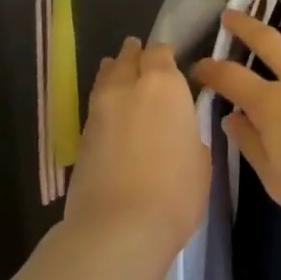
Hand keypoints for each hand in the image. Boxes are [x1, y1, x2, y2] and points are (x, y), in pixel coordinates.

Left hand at [63, 38, 209, 267]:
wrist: (119, 226)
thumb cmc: (175, 192)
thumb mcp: (199, 160)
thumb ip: (188, 133)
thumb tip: (178, 131)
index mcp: (164, 85)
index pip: (160, 53)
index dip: (164, 54)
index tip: (170, 59)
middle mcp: (129, 86)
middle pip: (129, 58)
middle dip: (135, 54)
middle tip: (139, 54)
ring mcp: (100, 109)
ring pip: (106, 76)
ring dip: (114, 70)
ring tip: (117, 69)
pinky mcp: (81, 135)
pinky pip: (96, 104)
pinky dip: (103, 99)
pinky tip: (109, 108)